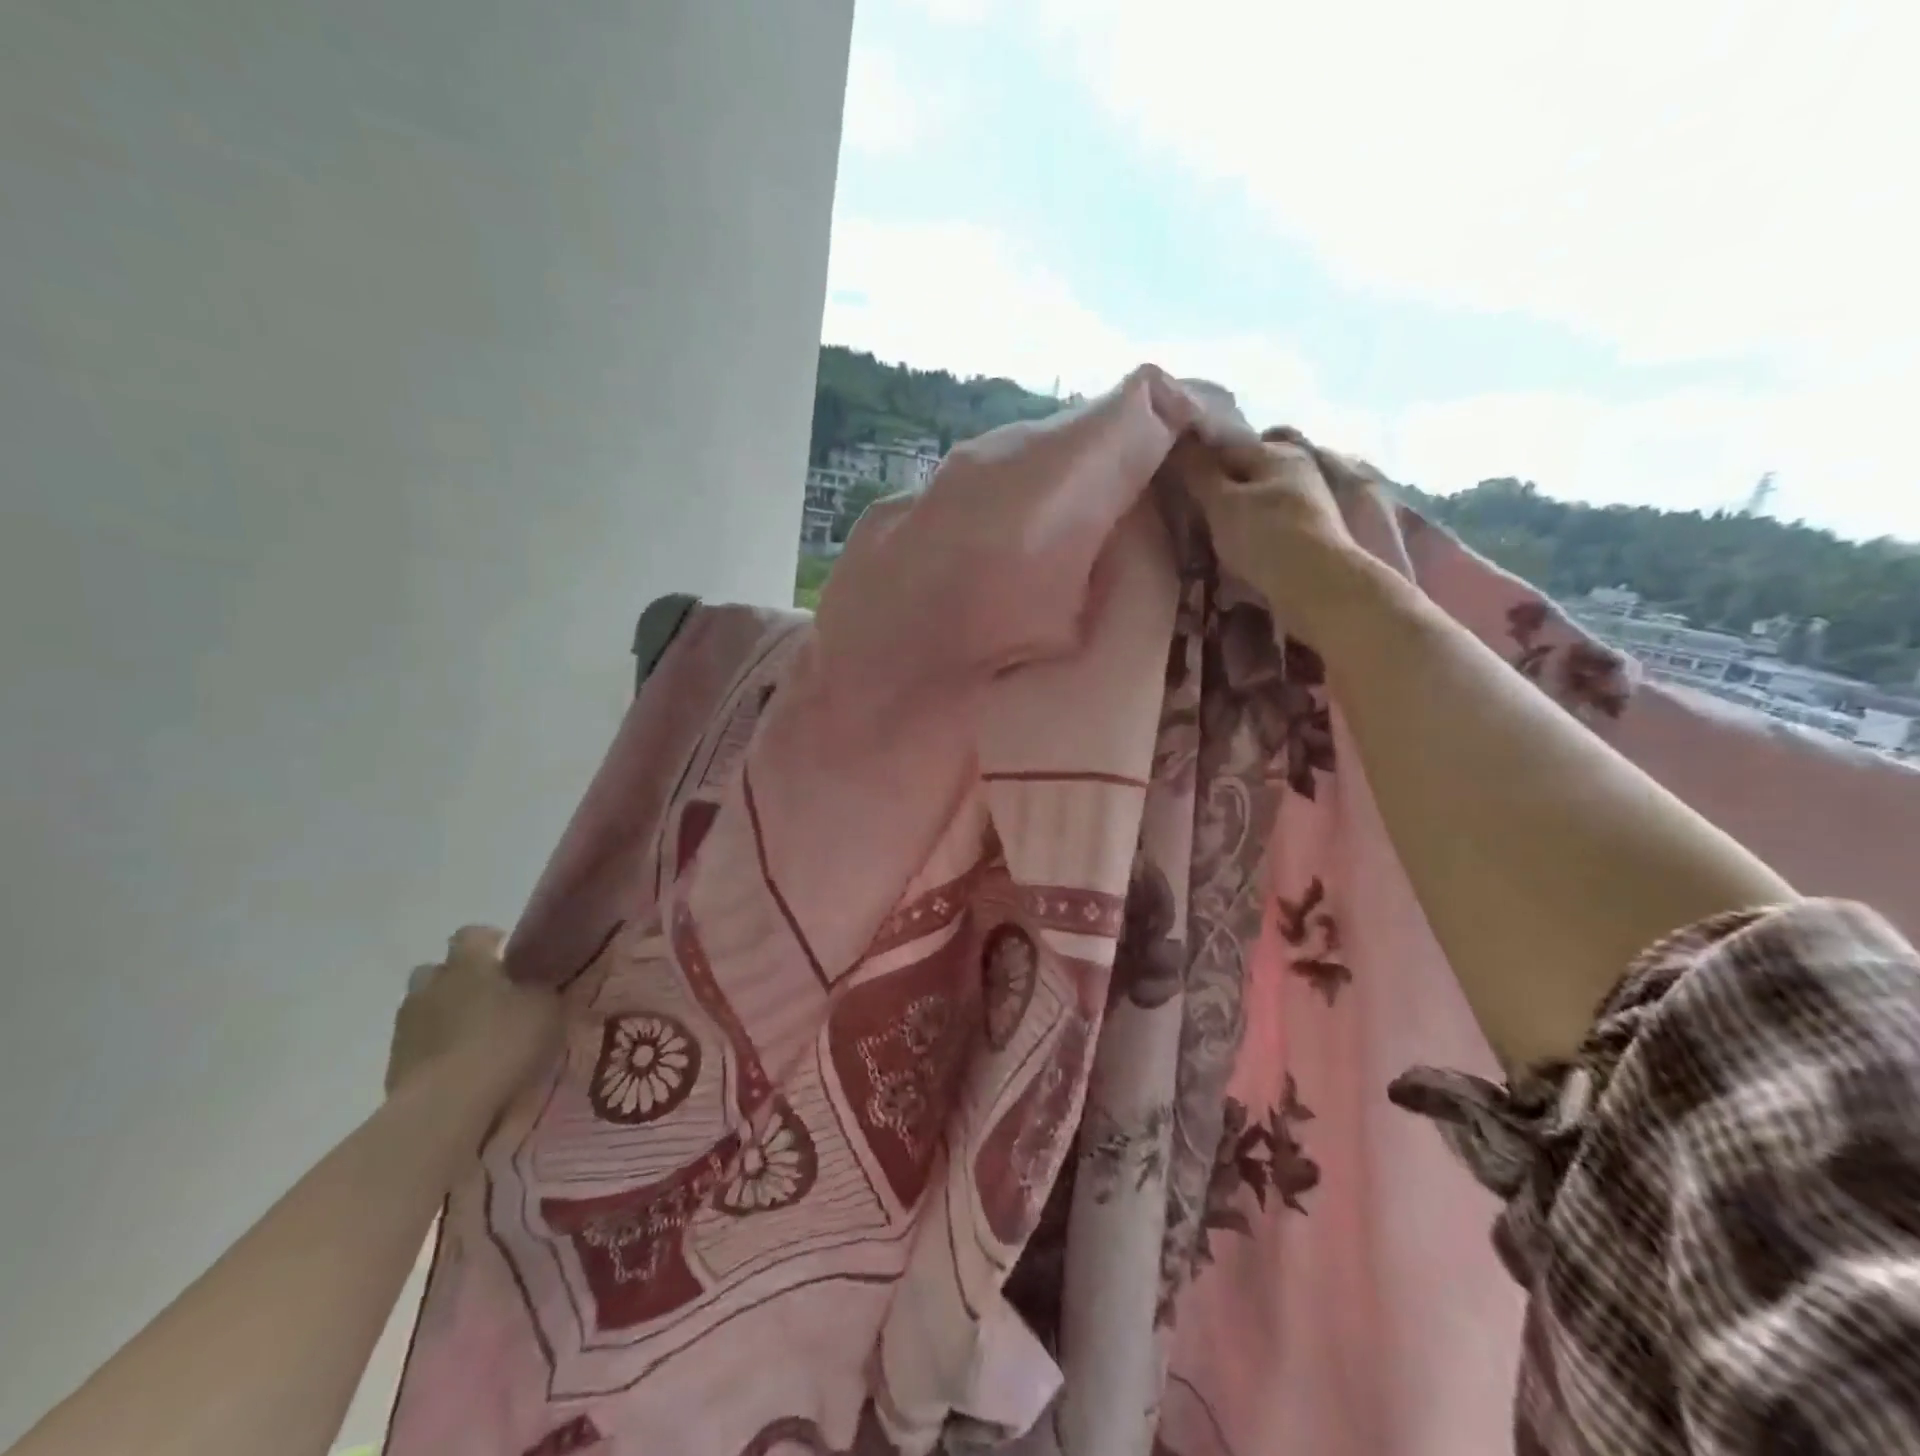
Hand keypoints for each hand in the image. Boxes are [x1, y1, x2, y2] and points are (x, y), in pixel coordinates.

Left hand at [386, 926, 562, 1114]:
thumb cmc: (503, 1042)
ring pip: (424, 1006)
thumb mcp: (546, 1006)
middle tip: (490, 997)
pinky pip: (417, 1042)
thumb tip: (538, 979)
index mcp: (468, 964)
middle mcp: (431, 985)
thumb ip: (541, 986)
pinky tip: (459, 1064)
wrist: (445, 1107)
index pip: (472, 934)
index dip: (491, 941)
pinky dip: (434, 1046)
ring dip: (444, 1013)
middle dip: (459, 978)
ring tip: (474, 1034)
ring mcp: (407, 1025)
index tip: (511, 957)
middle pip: (438, 969)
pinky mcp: (394, 1063)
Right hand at [1171, 427, 1367, 619]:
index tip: (1172, 485)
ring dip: (1233, 516)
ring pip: (1256, 501)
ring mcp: (1306, 502)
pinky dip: (1249, 534)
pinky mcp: (1308, 533)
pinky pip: (1267, 525)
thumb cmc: (1265, 537)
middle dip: (1217, 491)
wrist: (1317, 586)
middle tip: (1189, 513)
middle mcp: (1297, 469)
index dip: (1196, 462)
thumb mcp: (1222, 503)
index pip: (1225, 447)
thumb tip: (1179, 444)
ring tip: (1207, 536)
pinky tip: (1234, 551)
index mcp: (1277, 453)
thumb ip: (1198, 473)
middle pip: (1244, 474)